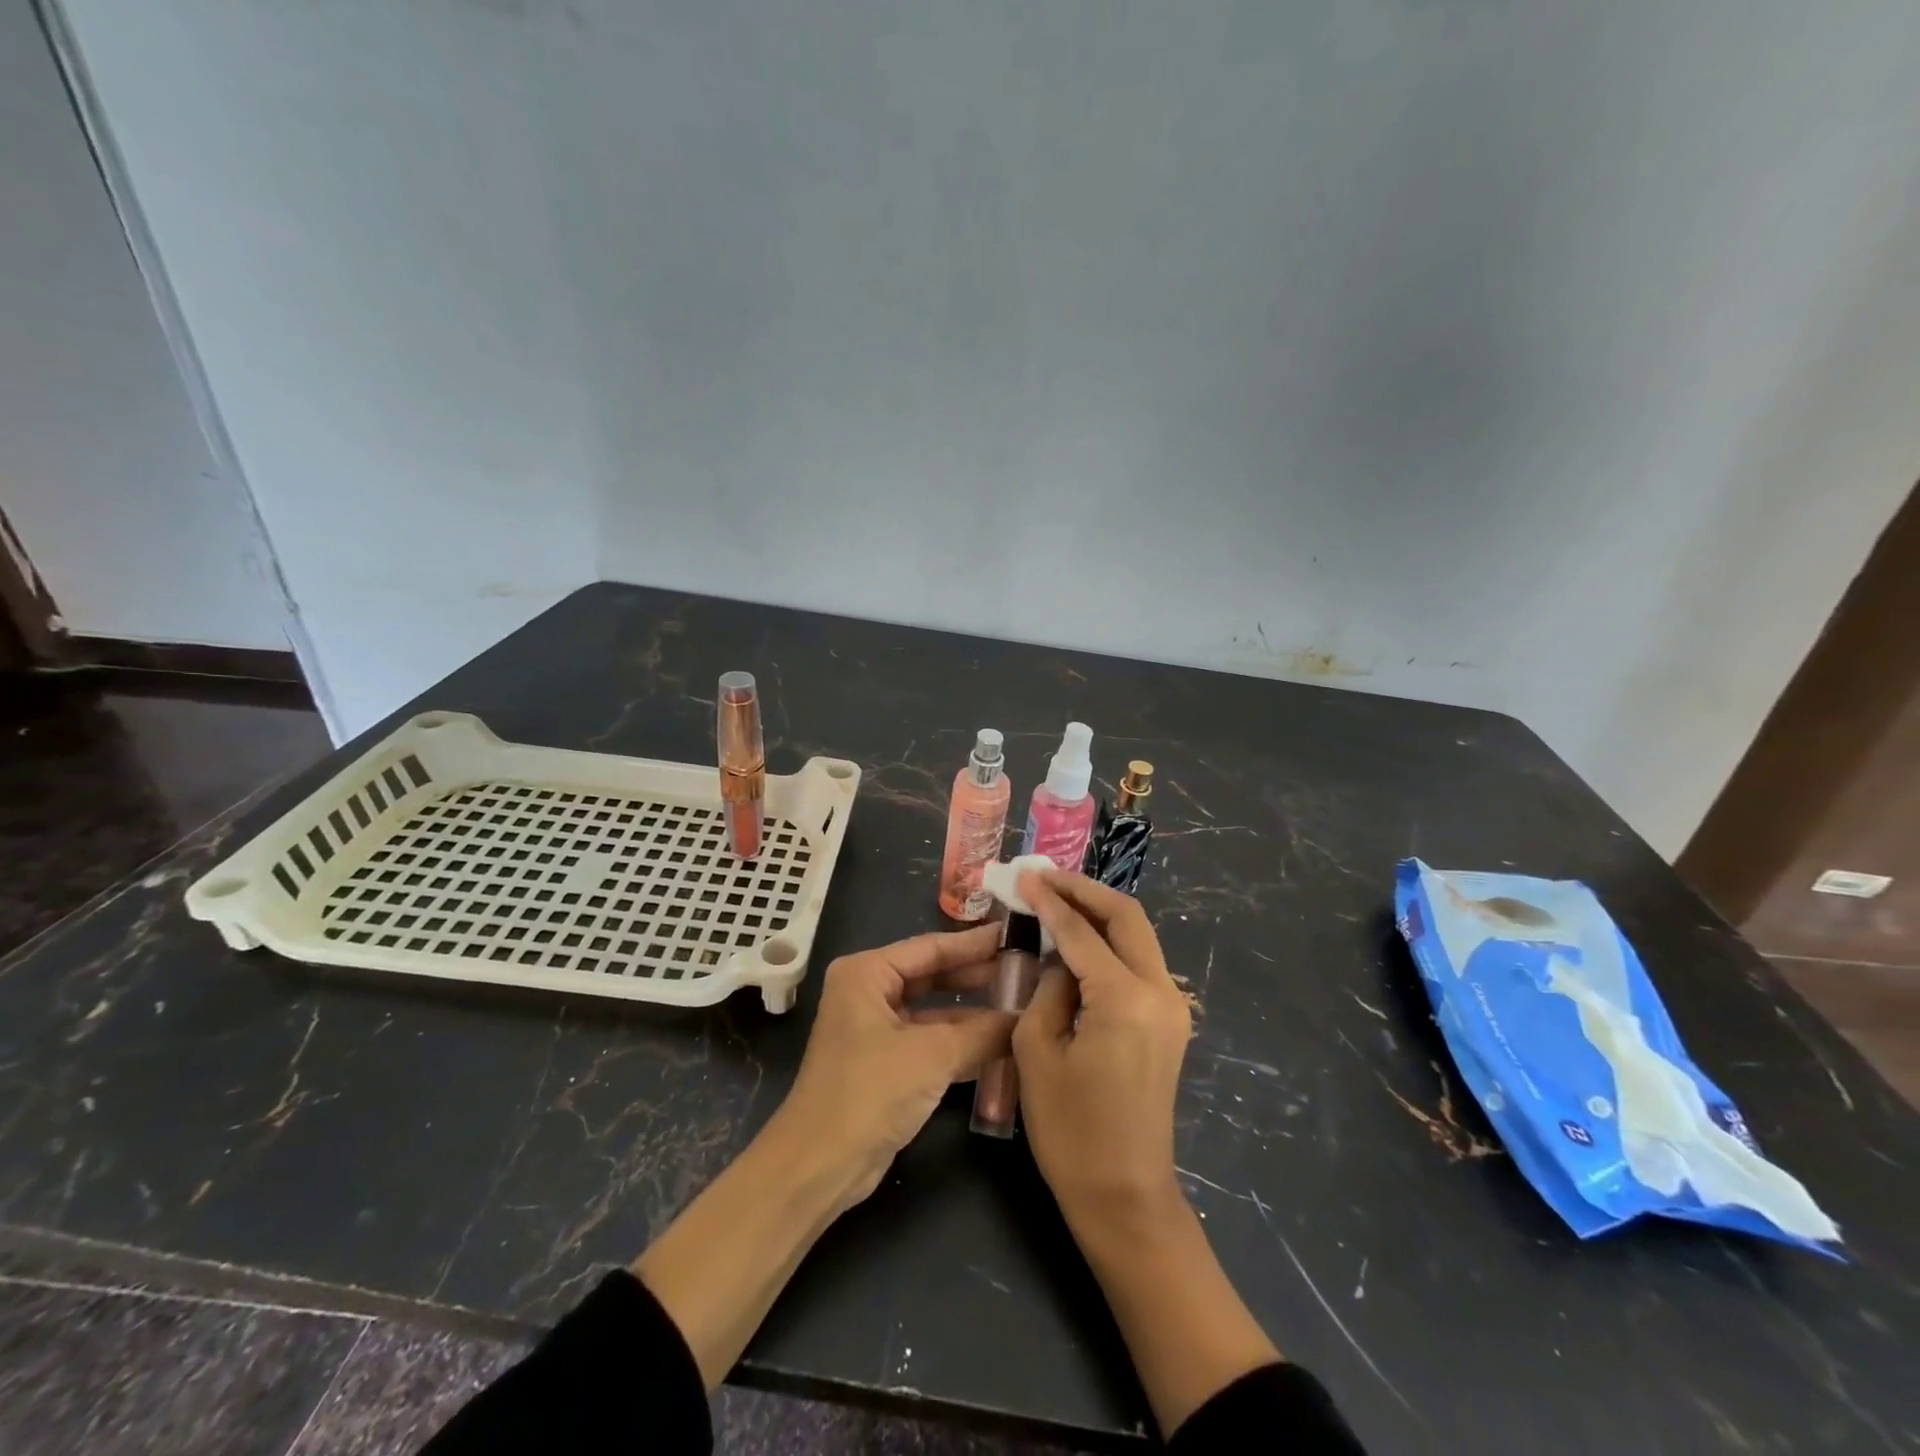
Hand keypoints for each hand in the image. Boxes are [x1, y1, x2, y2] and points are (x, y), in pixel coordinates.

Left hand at [773, 923, 1014, 1209]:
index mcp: (867, 973)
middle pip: (933, 975)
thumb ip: (984, 1032)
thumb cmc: (870, 1092)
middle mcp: (868, 992)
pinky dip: (962, 1043)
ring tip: (1022, 1004)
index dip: (975, 943)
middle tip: (1026, 970)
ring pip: (934, 1011)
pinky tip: (1001, 1043)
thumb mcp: (932, 1055)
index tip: (1015, 935)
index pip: (931, 947)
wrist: (820, 1166)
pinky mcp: (886, 1064)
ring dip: (974, 1012)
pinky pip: (931, 1041)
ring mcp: (876, 1029)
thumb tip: (1029, 1017)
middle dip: (977, 976)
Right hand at [1013, 872, 1280, 1437]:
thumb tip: (1059, 959)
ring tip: (1058, 899)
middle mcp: (1160, 991)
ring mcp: (1173, 1007)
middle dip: (1084, 890)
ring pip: (1138, 935)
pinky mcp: (1170, 1022)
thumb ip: (1047, 989)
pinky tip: (1080, 940)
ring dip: (1100, 912)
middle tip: (1045, 878)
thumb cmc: (1071, 1130)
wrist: (1125, 1196)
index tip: (1023, 877)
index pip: (1081, 930)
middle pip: (1126, 916)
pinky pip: (1140, 962)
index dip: (1049, 900)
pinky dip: (1111, 941)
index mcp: (1124, 998)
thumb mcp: (1037, 1051)